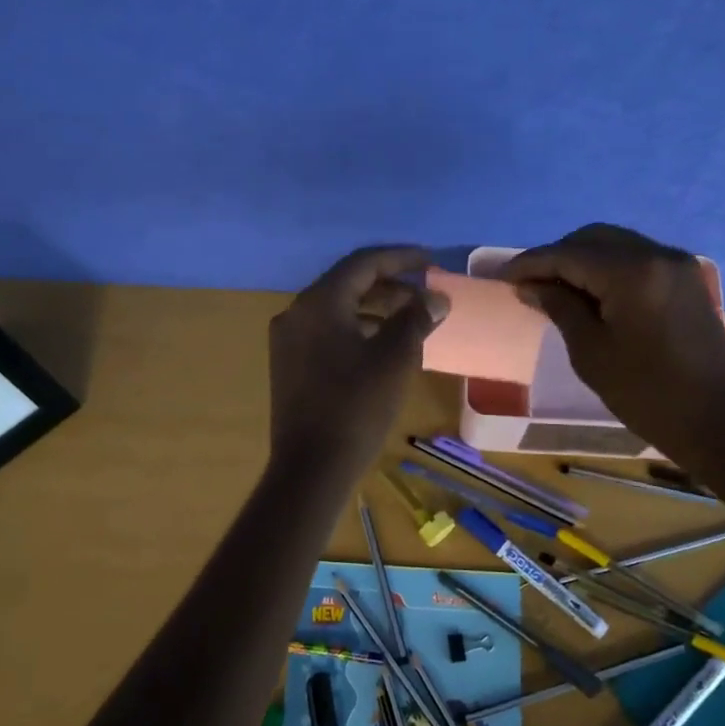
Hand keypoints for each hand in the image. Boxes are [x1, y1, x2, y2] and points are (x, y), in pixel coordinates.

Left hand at [268, 246, 447, 475]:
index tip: (430, 260)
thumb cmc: (357, 407)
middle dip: (389, 284)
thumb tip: (435, 298)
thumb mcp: (395, 358)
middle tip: (424, 293)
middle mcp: (297, 313)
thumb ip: (416, 318)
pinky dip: (357, 329)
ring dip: (375, 308)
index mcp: (319, 303)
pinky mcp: (289, 365)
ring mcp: (288, 340)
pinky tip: (382, 346)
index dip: (400, 258)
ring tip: (410, 319)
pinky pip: (327, 332)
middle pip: (347, 283)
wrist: (311, 467)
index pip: (363, 263)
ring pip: (337, 309)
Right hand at [499, 224, 724, 476]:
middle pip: (593, 238)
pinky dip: (607, 267)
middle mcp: (657, 255)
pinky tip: (590, 292)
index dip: (531, 263)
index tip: (501, 276)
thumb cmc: (647, 394)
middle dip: (557, 255)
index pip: (569, 254)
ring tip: (555, 287)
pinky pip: (636, 258)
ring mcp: (677, 265)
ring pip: (616, 244)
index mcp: (632, 273)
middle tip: (527, 283)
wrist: (719, 423)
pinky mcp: (686, 280)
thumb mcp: (591, 352)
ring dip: (582, 259)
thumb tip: (531, 284)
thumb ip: (560, 307)